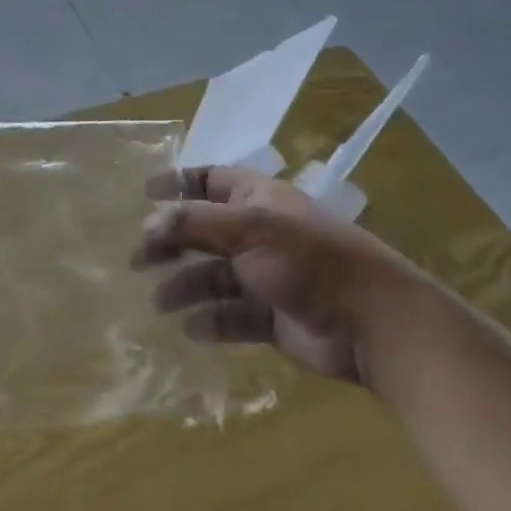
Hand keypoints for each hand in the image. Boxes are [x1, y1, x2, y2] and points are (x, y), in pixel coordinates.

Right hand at [132, 166, 424, 385]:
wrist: (374, 325)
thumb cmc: (309, 260)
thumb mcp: (249, 229)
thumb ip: (194, 223)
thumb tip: (148, 224)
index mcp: (258, 200)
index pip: (209, 181)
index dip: (176, 183)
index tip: (142, 194)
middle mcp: (259, 233)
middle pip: (202, 232)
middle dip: (170, 243)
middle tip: (136, 260)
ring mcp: (266, 276)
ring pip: (213, 277)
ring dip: (184, 287)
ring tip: (159, 303)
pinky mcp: (272, 318)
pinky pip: (230, 316)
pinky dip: (209, 322)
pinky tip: (190, 330)